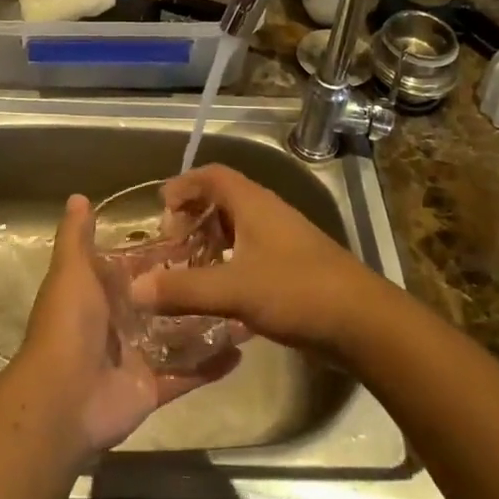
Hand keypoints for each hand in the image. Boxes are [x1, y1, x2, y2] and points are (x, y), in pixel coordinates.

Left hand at [14, 194, 238, 455]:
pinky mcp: (152, 388)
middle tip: (235, 269)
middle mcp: (120, 322)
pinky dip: (212, 366)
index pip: (139, 267)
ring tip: (247, 307)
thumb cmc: (69, 324)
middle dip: (193, 288)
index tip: (201, 234)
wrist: (62, 399)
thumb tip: (78, 197)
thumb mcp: (71, 270)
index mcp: (101, 293)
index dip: (165, 253)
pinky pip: (187, 374)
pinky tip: (243, 350)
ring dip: (209, 324)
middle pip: (164, 301)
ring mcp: (137, 357)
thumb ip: (77, 236)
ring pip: (180, 336)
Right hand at [131, 165, 385, 356]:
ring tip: (189, 268)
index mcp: (254, 204)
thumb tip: (135, 289)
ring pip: (239, 229)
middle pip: (224, 199)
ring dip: (211, 241)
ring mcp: (284, 241)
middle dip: (194, 216)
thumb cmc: (297, 291)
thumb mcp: (235, 290)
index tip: (161, 208)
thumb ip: (184, 289)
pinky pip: (251, 253)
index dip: (184, 184)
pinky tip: (220, 293)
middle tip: (172, 243)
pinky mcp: (294, 268)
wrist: (362, 323)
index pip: (213, 175)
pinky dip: (229, 263)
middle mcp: (269, 214)